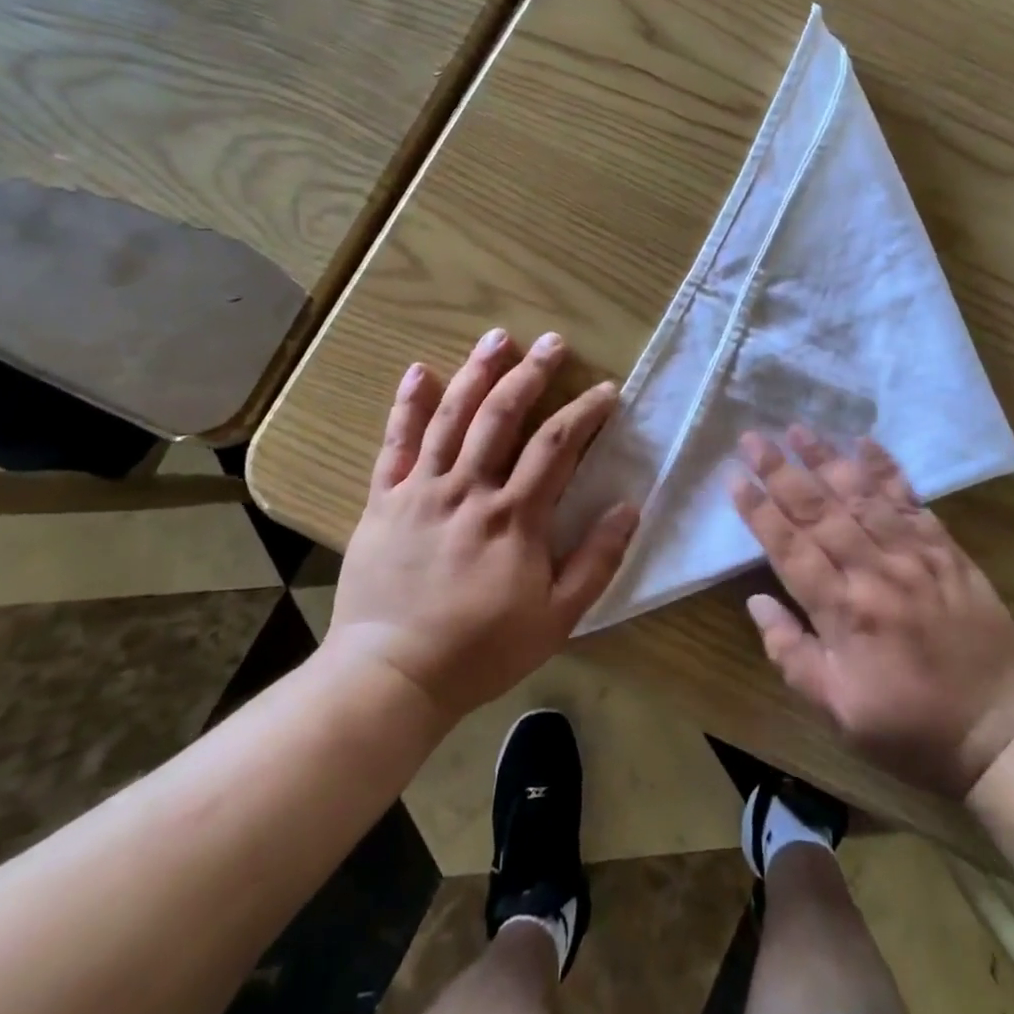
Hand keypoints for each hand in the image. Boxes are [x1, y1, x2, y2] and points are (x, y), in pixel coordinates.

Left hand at [326, 328, 638, 722]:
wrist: (391, 675)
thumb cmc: (481, 650)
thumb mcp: (556, 618)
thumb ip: (596, 560)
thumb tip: (629, 506)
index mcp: (514, 517)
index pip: (557, 446)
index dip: (585, 412)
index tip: (606, 390)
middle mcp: (469, 490)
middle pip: (503, 416)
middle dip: (531, 374)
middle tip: (553, 342)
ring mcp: (422, 491)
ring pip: (451, 418)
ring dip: (476, 373)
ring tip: (497, 338)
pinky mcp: (384, 501)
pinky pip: (395, 445)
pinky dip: (407, 406)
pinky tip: (418, 371)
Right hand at [731, 427, 1013, 798]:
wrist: (1004, 731)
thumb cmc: (912, 728)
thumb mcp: (840, 713)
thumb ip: (792, 656)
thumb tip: (756, 601)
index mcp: (844, 614)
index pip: (790, 549)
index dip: (759, 511)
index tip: (734, 478)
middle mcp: (876, 572)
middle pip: (819, 512)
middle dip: (781, 472)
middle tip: (752, 438)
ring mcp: (915, 556)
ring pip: (861, 496)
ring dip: (826, 460)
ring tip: (797, 429)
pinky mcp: (946, 549)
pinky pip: (911, 501)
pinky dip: (887, 469)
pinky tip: (865, 442)